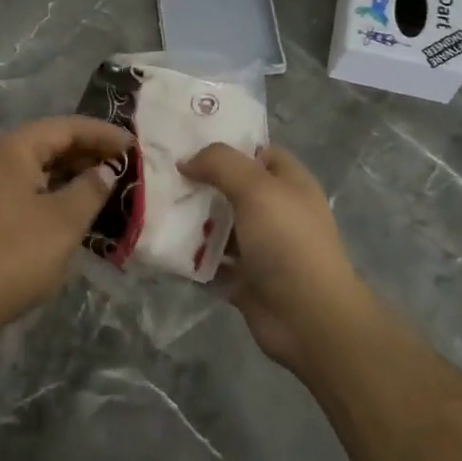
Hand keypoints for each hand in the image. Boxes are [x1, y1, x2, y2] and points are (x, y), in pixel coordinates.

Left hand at [0, 116, 131, 325]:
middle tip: (126, 165)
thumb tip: (105, 171)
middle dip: (90, 152)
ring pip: (42, 168)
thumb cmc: (15, 254)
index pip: (67, 127)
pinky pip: (32, 189)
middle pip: (52, 143)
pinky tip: (78, 209)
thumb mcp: (64, 221)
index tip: (134, 146)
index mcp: (16, 149)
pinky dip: (58, 193)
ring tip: (108, 186)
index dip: (103, 133)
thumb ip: (90, 190)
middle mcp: (0, 159)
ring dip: (75, 174)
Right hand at [180, 143, 370, 372]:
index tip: (185, 143)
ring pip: (219, 225)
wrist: (308, 317)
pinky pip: (210, 261)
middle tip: (160, 176)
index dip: (226, 146)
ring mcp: (260, 246)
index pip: (257, 152)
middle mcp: (275, 211)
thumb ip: (221, 164)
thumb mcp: (256, 189)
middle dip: (199, 182)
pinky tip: (161, 245)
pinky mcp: (244, 278)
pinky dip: (190, 256)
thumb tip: (186, 161)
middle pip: (231, 188)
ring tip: (152, 208)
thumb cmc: (287, 242)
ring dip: (190, 220)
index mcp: (289, 183)